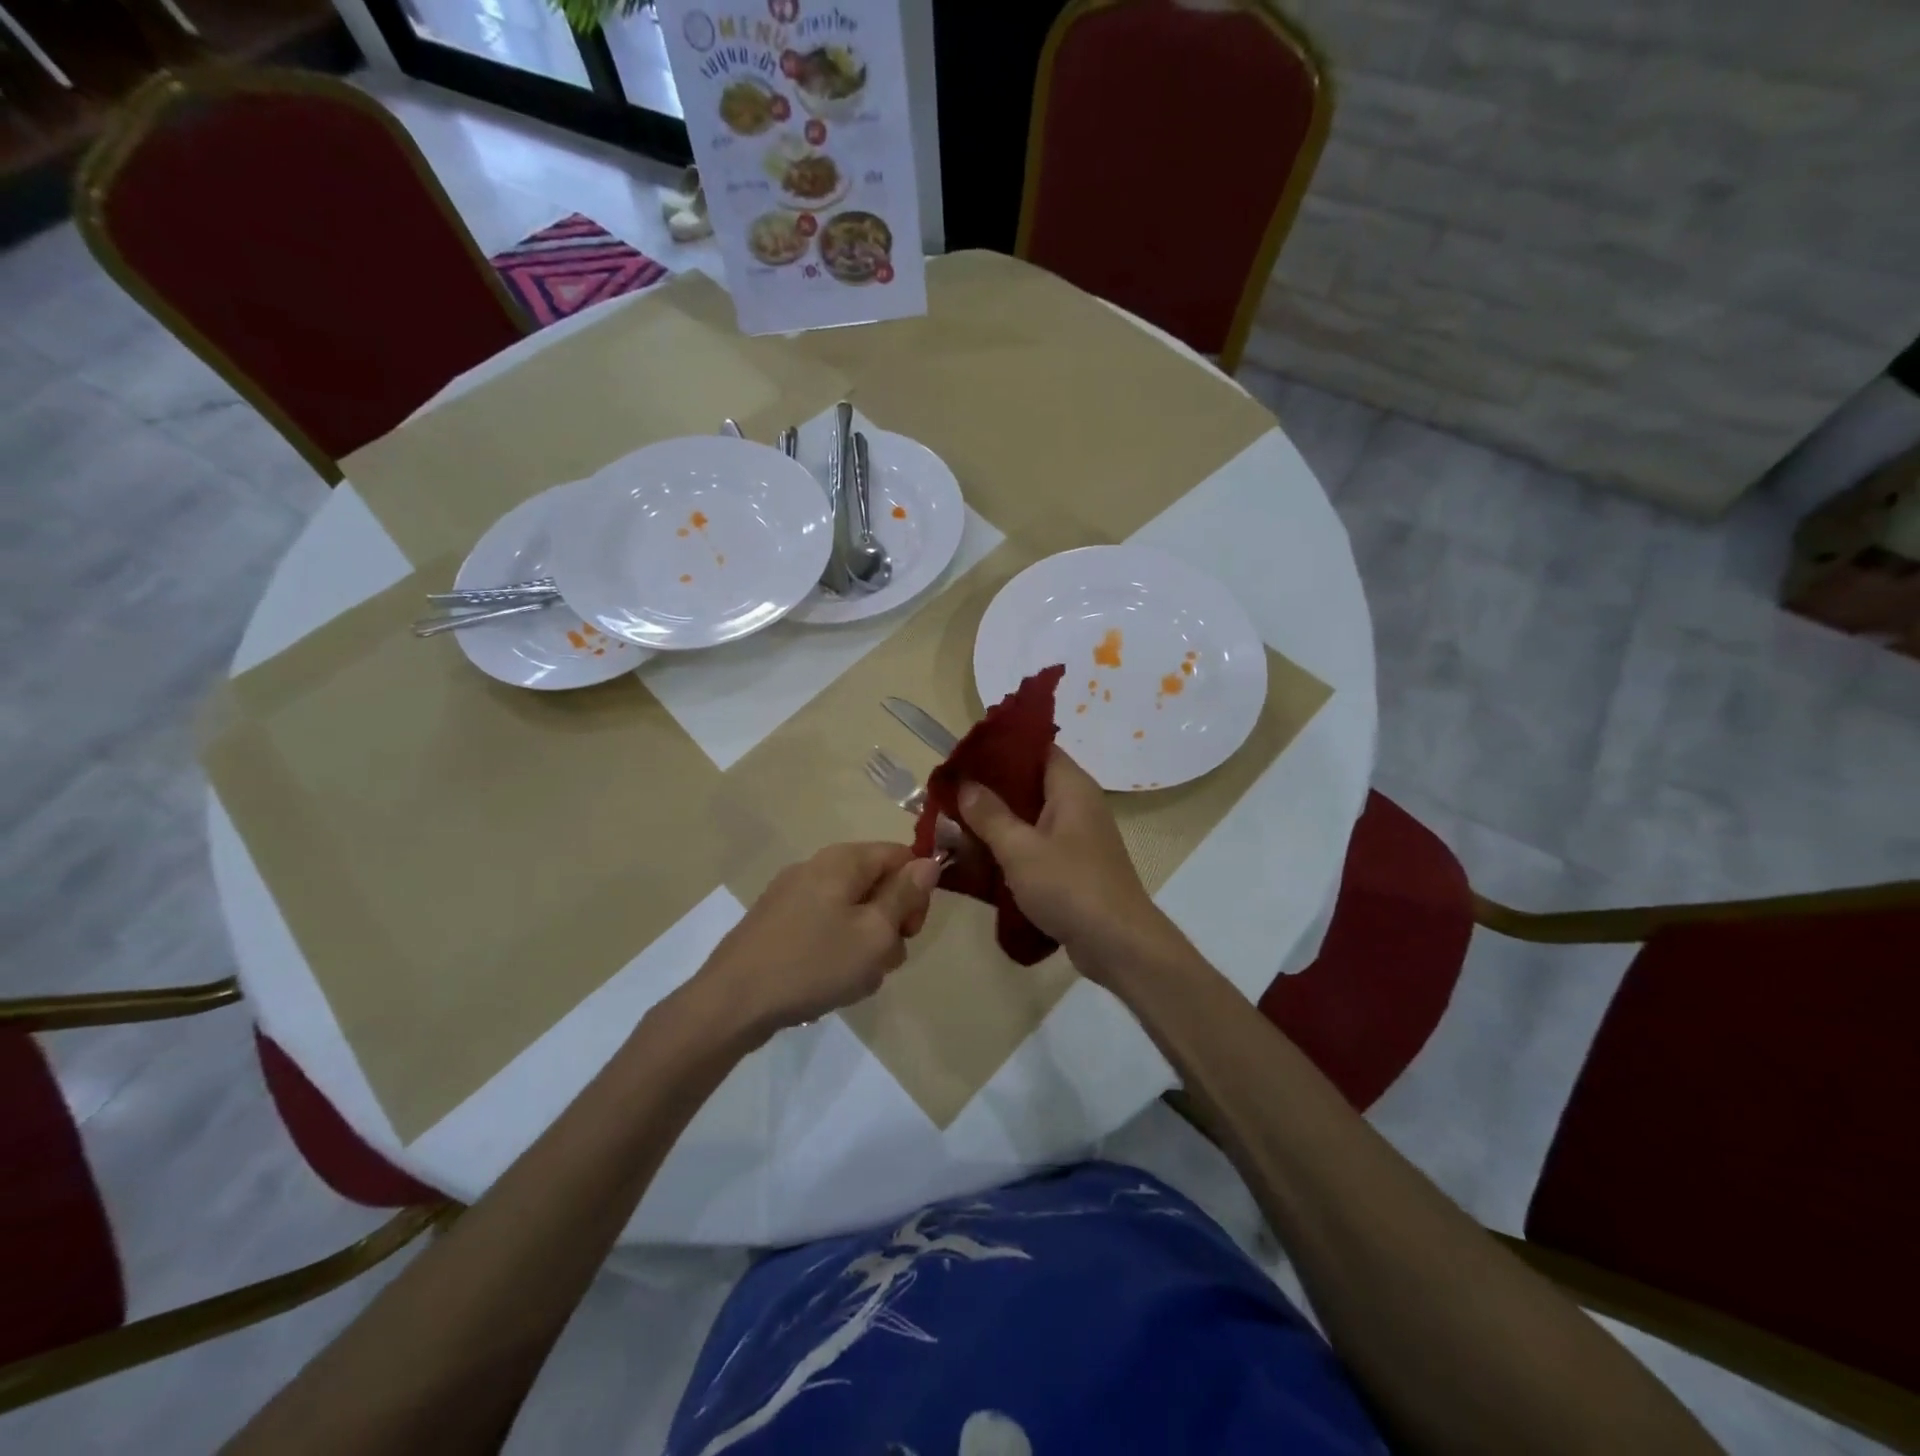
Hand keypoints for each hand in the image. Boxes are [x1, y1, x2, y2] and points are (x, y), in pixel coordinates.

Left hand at [694, 843, 939, 1037]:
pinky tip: (827, 983)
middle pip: (876, 885)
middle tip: (882, 961)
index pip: (901, 856)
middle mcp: (817, 867)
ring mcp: (792, 895)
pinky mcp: (777, 923)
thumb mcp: (874, 933)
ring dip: (864, 944)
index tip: (910, 931)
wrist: (731, 1002)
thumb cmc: (813, 964)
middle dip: (890, 924)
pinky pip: (824, 928)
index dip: (916, 892)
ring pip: (852, 912)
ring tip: (852, 980)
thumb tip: (928, 862)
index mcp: (843, 860)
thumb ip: (905, 895)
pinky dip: (835, 952)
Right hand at [957, 749, 1165, 974]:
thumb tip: (965, 784)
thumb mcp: (1020, 848)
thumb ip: (990, 814)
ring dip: (997, 821)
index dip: (1000, 748)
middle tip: (950, 794)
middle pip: (1029, 782)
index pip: (1036, 748)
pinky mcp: (1073, 865)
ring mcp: (1077, 836)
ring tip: (955, 825)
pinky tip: (981, 858)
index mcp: (1071, 787)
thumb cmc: (1070, 886)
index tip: (963, 756)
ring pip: (1030, 816)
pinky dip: (1011, 846)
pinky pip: (1036, 844)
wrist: (1118, 944)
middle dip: (990, 789)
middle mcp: (1078, 804)